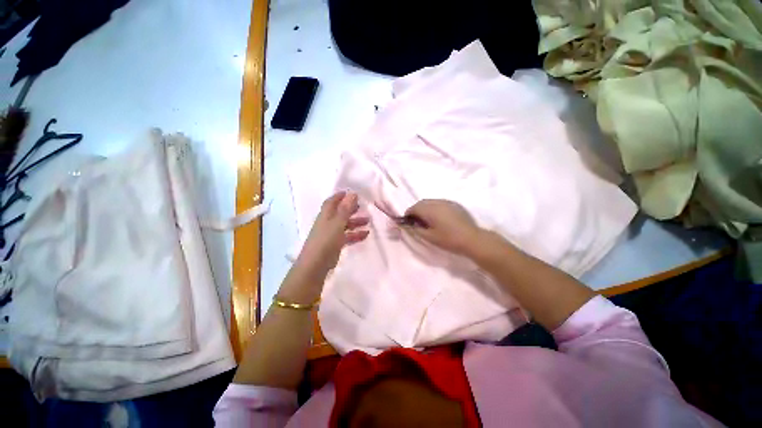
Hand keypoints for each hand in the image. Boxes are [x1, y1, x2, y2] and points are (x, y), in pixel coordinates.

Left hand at [295, 192, 368, 277]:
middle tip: (362, 206)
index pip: (331, 202)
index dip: (339, 196)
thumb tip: (352, 193)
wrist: (316, 265)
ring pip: (345, 225)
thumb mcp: (337, 223)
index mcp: (326, 215)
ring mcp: (331, 234)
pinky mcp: (335, 245)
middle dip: (350, 209)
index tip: (350, 192)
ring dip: (356, 222)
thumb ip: (345, 209)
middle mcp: (327, 223)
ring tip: (368, 221)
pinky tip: (366, 235)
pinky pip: (347, 236)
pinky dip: (356, 234)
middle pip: (339, 213)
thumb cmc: (326, 241)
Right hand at [402, 199, 482, 255]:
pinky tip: (438, 218)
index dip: (408, 214)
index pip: (414, 208)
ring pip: (430, 202)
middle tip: (417, 222)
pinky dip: (434, 208)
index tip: (408, 222)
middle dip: (416, 210)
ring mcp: (447, 202)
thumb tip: (407, 224)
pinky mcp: (454, 204)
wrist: (472, 239)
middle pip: (422, 203)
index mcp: (430, 210)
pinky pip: (439, 203)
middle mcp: (437, 202)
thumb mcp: (429, 237)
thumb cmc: (449, 240)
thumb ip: (415, 229)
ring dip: (425, 208)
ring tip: (427, 220)